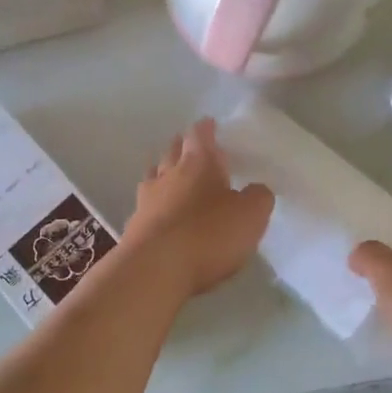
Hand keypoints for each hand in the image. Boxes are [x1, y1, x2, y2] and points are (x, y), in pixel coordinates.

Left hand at [124, 119, 273, 297]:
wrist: (155, 269)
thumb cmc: (209, 234)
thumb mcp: (251, 215)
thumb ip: (258, 197)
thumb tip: (255, 190)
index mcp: (199, 163)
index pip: (200, 135)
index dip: (205, 129)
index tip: (208, 123)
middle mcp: (169, 175)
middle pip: (173, 152)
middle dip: (182, 146)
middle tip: (189, 145)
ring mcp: (147, 200)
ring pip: (154, 176)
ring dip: (163, 172)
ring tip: (170, 173)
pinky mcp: (134, 227)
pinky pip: (146, 206)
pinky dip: (155, 204)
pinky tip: (159, 212)